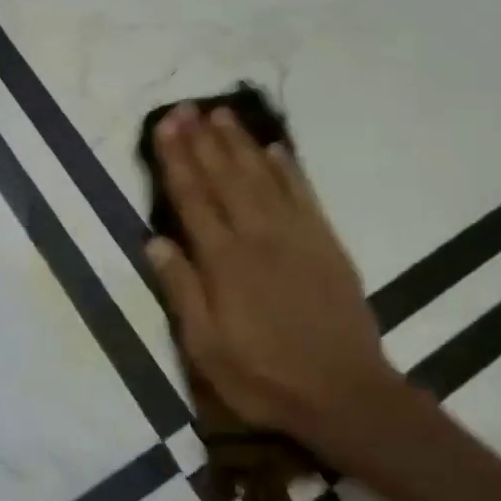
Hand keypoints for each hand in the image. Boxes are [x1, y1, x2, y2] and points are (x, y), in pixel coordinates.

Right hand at [143, 105, 412, 465]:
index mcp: (224, 261)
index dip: (176, 160)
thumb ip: (181, 290)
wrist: (345, 394)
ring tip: (222, 114)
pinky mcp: (326, 244)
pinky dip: (288, 168)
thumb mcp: (206, 348)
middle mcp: (258, 236)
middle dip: (203, 140)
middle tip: (187, 107)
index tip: (165, 126)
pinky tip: (275, 149)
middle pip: (225, 177)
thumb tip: (154, 240)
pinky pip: (303, 194)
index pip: (193, 198)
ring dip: (240, 143)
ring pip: (262, 177)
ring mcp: (296, 236)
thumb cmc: (264, 377)